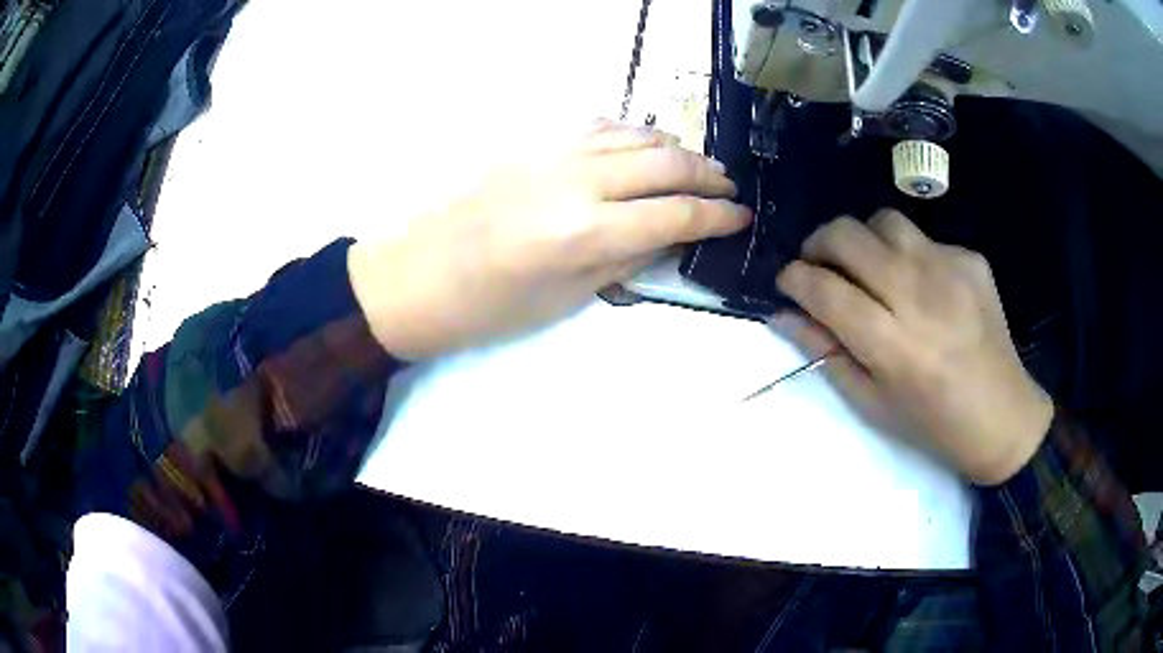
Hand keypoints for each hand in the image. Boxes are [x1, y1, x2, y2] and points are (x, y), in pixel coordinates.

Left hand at [348, 121, 751, 358]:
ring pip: (636, 134)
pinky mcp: (531, 142)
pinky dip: (632, 132)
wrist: (414, 276)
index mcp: (587, 232)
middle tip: (729, 188)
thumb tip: (669, 237)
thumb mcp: (565, 299)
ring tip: (696, 165)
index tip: (741, 217)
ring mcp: (553, 151)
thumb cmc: (487, 307)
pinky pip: (598, 125)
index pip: (676, 214)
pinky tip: (642, 144)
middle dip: (708, 175)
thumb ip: (625, 260)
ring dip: (675, 148)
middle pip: (666, 163)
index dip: (718, 216)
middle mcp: (578, 180)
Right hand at [773, 210, 1053, 484]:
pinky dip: (908, 256)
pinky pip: (923, 239)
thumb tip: (785, 315)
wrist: (1002, 415)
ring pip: (883, 221)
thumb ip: (826, 353)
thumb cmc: (932, 423)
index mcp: (891, 344)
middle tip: (820, 265)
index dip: (794, 278)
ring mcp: (949, 269)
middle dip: (818, 244)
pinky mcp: (971, 259)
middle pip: (847, 235)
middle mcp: (918, 294)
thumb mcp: (871, 403)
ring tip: (868, 267)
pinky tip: (922, 287)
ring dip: (863, 239)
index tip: (787, 281)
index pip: (824, 289)